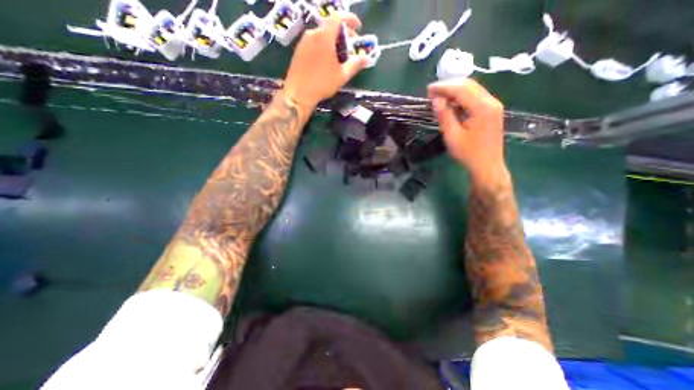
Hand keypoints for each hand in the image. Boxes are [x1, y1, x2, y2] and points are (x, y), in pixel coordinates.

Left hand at [281, 12, 368, 111]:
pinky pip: (314, 42)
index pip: (339, 17)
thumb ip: (355, 64)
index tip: (358, 27)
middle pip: (330, 26)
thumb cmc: (322, 84)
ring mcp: (304, 41)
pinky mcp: (299, 50)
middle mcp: (313, 33)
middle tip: (350, 46)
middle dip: (343, 33)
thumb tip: (366, 58)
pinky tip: (326, 60)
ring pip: (322, 34)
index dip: (350, 19)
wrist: (298, 94)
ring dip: (333, 40)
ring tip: (339, 55)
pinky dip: (323, 45)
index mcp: (325, 36)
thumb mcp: (342, 75)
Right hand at [427, 78, 507, 186]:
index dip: (444, 87)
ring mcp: (493, 105)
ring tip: (438, 97)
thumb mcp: (452, 136)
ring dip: (455, 91)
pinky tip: (451, 103)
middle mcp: (491, 101)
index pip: (461, 89)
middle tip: (432, 93)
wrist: (487, 166)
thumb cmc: (468, 154)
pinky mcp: (491, 111)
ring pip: (472, 89)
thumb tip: (436, 99)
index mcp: (482, 107)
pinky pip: (475, 97)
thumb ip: (445, 115)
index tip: (428, 90)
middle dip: (449, 86)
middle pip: (469, 85)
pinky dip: (461, 97)